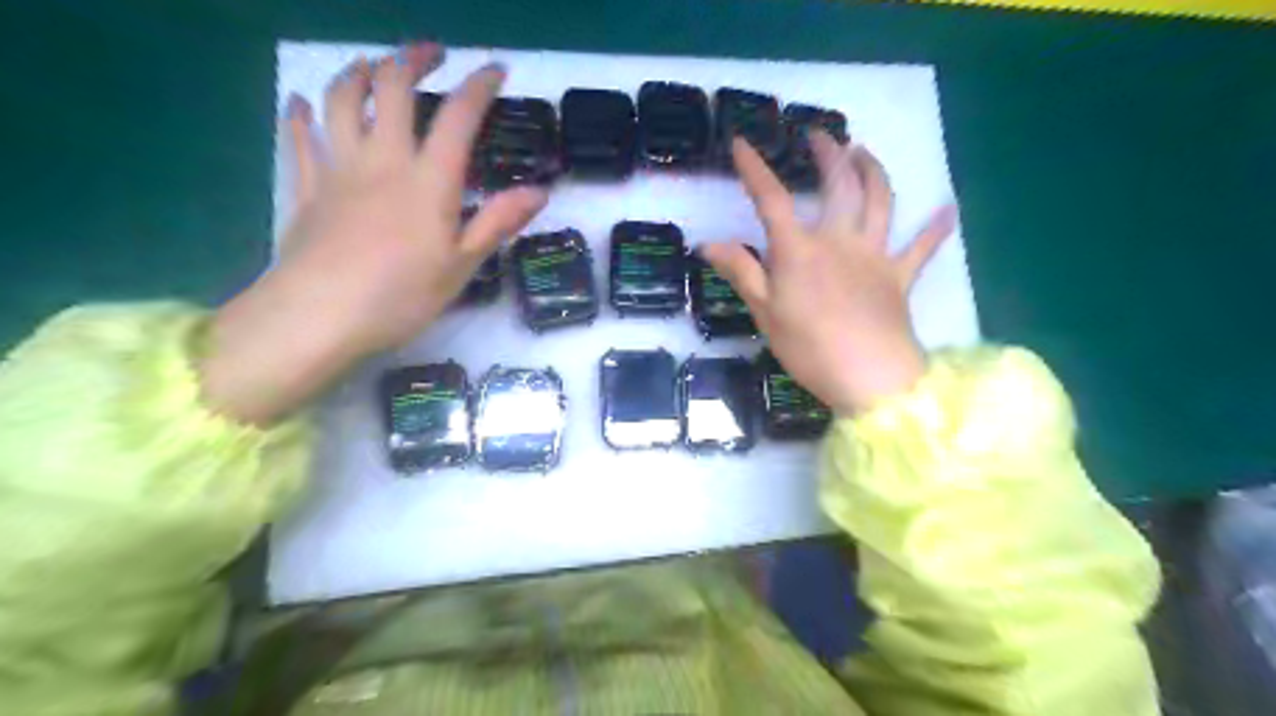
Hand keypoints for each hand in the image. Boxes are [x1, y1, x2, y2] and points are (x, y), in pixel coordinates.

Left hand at [202, 42, 544, 423]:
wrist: (319, 316)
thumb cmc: (401, 295)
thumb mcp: (463, 265)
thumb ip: (498, 222)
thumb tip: (539, 191)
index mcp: (428, 180)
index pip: (458, 117)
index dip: (479, 86)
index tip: (495, 70)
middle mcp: (382, 160)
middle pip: (392, 88)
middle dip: (412, 59)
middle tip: (431, 53)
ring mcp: (339, 169)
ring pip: (341, 100)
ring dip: (358, 72)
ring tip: (372, 66)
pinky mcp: (306, 187)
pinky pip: (299, 138)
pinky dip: (301, 114)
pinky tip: (303, 103)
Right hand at [701, 135, 951, 416]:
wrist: (869, 376)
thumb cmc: (809, 347)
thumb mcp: (764, 312)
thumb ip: (740, 272)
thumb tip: (708, 244)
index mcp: (800, 250)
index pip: (772, 200)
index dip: (755, 170)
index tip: (742, 143)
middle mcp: (839, 240)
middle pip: (838, 186)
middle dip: (828, 155)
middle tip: (820, 136)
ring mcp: (874, 255)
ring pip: (880, 201)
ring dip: (874, 171)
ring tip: (865, 152)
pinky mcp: (900, 277)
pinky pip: (922, 248)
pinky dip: (935, 228)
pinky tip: (948, 209)